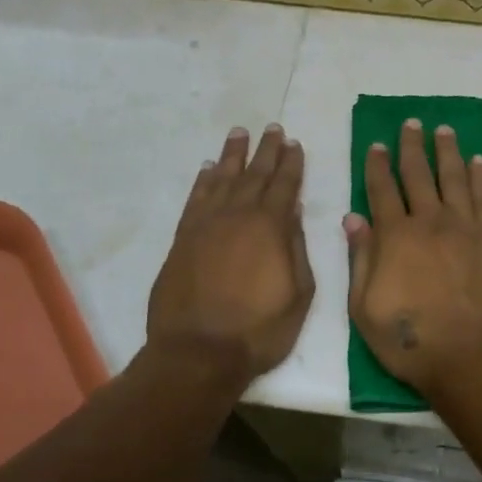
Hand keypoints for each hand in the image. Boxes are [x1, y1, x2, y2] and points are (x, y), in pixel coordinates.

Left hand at [147, 124, 314, 387]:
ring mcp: (207, 225)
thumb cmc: (258, 329)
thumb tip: (292, 210)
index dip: (291, 162)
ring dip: (233, 155)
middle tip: (272, 127)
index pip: (284, 184)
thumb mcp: (298, 293)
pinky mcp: (183, 239)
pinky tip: (209, 168)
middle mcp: (238, 215)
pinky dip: (203, 180)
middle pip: (255, 174)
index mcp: (270, 227)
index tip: (294, 142)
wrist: (198, 353)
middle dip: (266, 150)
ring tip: (239, 133)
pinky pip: (195, 199)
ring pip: (223, 178)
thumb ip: (296, 247)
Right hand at [345, 119, 481, 400]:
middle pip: (418, 174)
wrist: (473, 356)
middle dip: (412, 146)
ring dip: (447, 151)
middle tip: (411, 123)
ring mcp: (465, 227)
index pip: (382, 190)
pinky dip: (480, 176)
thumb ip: (360, 259)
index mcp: (395, 236)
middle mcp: (430, 221)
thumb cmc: (411, 340)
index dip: (377, 165)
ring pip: (454, 177)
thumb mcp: (365, 308)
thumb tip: (353, 218)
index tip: (376, 144)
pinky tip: (478, 161)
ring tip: (444, 130)